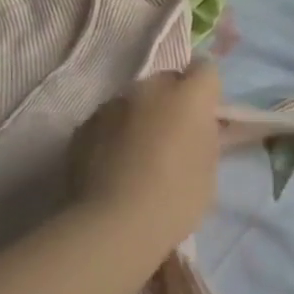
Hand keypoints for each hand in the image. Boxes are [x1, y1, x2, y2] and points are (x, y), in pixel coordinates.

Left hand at [69, 63, 222, 255]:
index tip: (204, 118)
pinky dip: (113, 134)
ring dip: (140, 117)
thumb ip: (206, 136)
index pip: (206, 70)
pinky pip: (107, 120)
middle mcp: (149, 88)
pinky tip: (112, 166)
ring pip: (133, 101)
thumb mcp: (208, 169)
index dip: (206, 93)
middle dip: (172, 102)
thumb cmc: (175, 199)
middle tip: (172, 139)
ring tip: (137, 156)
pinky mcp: (84, 124)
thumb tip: (200, 126)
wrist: (115, 224)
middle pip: (166, 81)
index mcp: (188, 96)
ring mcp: (112, 104)